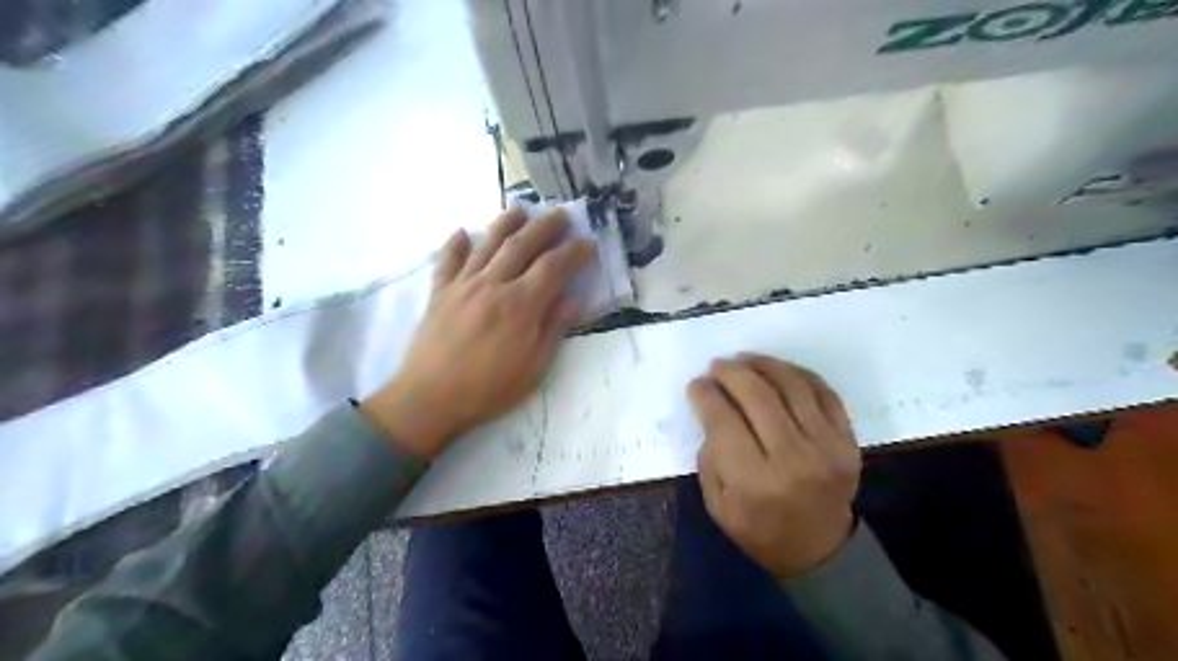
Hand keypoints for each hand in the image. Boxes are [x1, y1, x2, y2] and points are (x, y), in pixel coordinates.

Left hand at [361, 206, 598, 459]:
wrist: (430, 399)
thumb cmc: (488, 389)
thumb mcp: (534, 369)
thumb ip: (553, 330)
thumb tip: (572, 299)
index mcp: (520, 305)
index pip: (553, 267)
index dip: (574, 252)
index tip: (589, 244)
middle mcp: (492, 285)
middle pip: (522, 245)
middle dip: (545, 226)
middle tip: (561, 214)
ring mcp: (462, 286)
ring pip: (487, 244)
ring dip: (505, 223)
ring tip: (520, 209)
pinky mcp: (439, 293)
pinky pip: (447, 261)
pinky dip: (455, 244)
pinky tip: (462, 232)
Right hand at [693, 356, 862, 578]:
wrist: (819, 550)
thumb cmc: (760, 530)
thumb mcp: (718, 505)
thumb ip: (710, 457)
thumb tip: (712, 410)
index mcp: (754, 481)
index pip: (724, 420)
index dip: (706, 395)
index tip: (696, 384)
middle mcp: (793, 458)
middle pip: (758, 395)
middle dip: (731, 372)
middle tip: (717, 366)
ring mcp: (826, 446)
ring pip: (792, 385)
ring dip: (764, 364)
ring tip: (745, 360)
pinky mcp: (847, 440)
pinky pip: (824, 392)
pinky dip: (798, 374)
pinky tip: (779, 371)